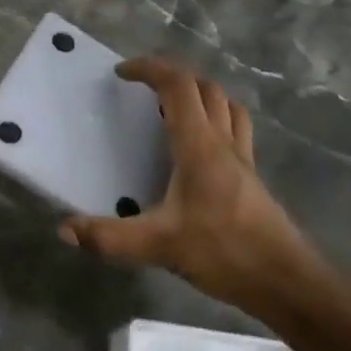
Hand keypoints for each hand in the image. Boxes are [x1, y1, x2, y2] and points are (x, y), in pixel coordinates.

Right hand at [59, 57, 327, 319]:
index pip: (177, 86)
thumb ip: (108, 237)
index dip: (150, 69)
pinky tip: (199, 148)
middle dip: (171, 77)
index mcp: (199, 146)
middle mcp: (223, 143)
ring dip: (198, 95)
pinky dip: (216, 120)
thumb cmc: (224, 252)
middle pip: (204, 88)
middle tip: (142, 90)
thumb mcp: (158, 245)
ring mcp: (242, 159)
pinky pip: (235, 130)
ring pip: (226, 106)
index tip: (121, 73)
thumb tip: (64, 228)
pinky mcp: (251, 178)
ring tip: (171, 109)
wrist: (286, 281)